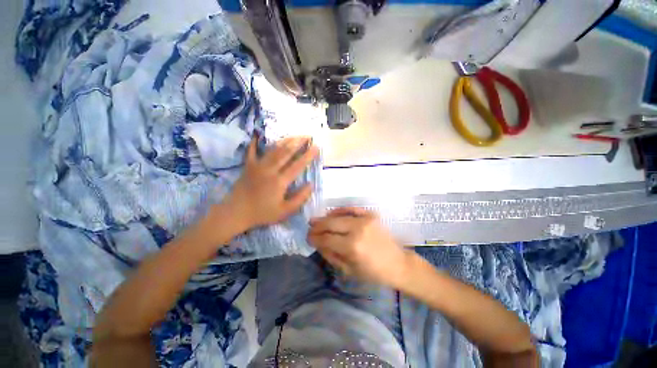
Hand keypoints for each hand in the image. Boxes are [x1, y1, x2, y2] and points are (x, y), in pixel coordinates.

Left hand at [223, 136, 318, 232]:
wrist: (236, 213)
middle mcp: (270, 170)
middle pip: (286, 152)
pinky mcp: (248, 166)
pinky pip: (252, 151)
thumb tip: (311, 185)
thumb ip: (300, 198)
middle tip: (308, 136)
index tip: (316, 147)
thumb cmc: (262, 213)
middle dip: (298, 142)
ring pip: (273, 149)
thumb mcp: (285, 211)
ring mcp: (257, 166)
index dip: (308, 155)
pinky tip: (258, 135)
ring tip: (294, 135)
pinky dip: (255, 143)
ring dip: (285, 141)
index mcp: (280, 181)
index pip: (298, 165)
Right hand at [308, 207, 411, 287]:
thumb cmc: (373, 272)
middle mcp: (357, 229)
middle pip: (330, 223)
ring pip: (338, 215)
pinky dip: (340, 210)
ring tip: (317, 221)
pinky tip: (331, 213)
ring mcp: (365, 219)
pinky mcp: (371, 214)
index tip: (308, 237)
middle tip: (310, 228)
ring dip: (326, 218)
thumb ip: (330, 254)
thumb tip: (317, 242)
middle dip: (317, 226)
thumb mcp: (349, 270)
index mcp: (352, 247)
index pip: (326, 239)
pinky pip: (351, 208)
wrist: (397, 263)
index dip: (314, 238)